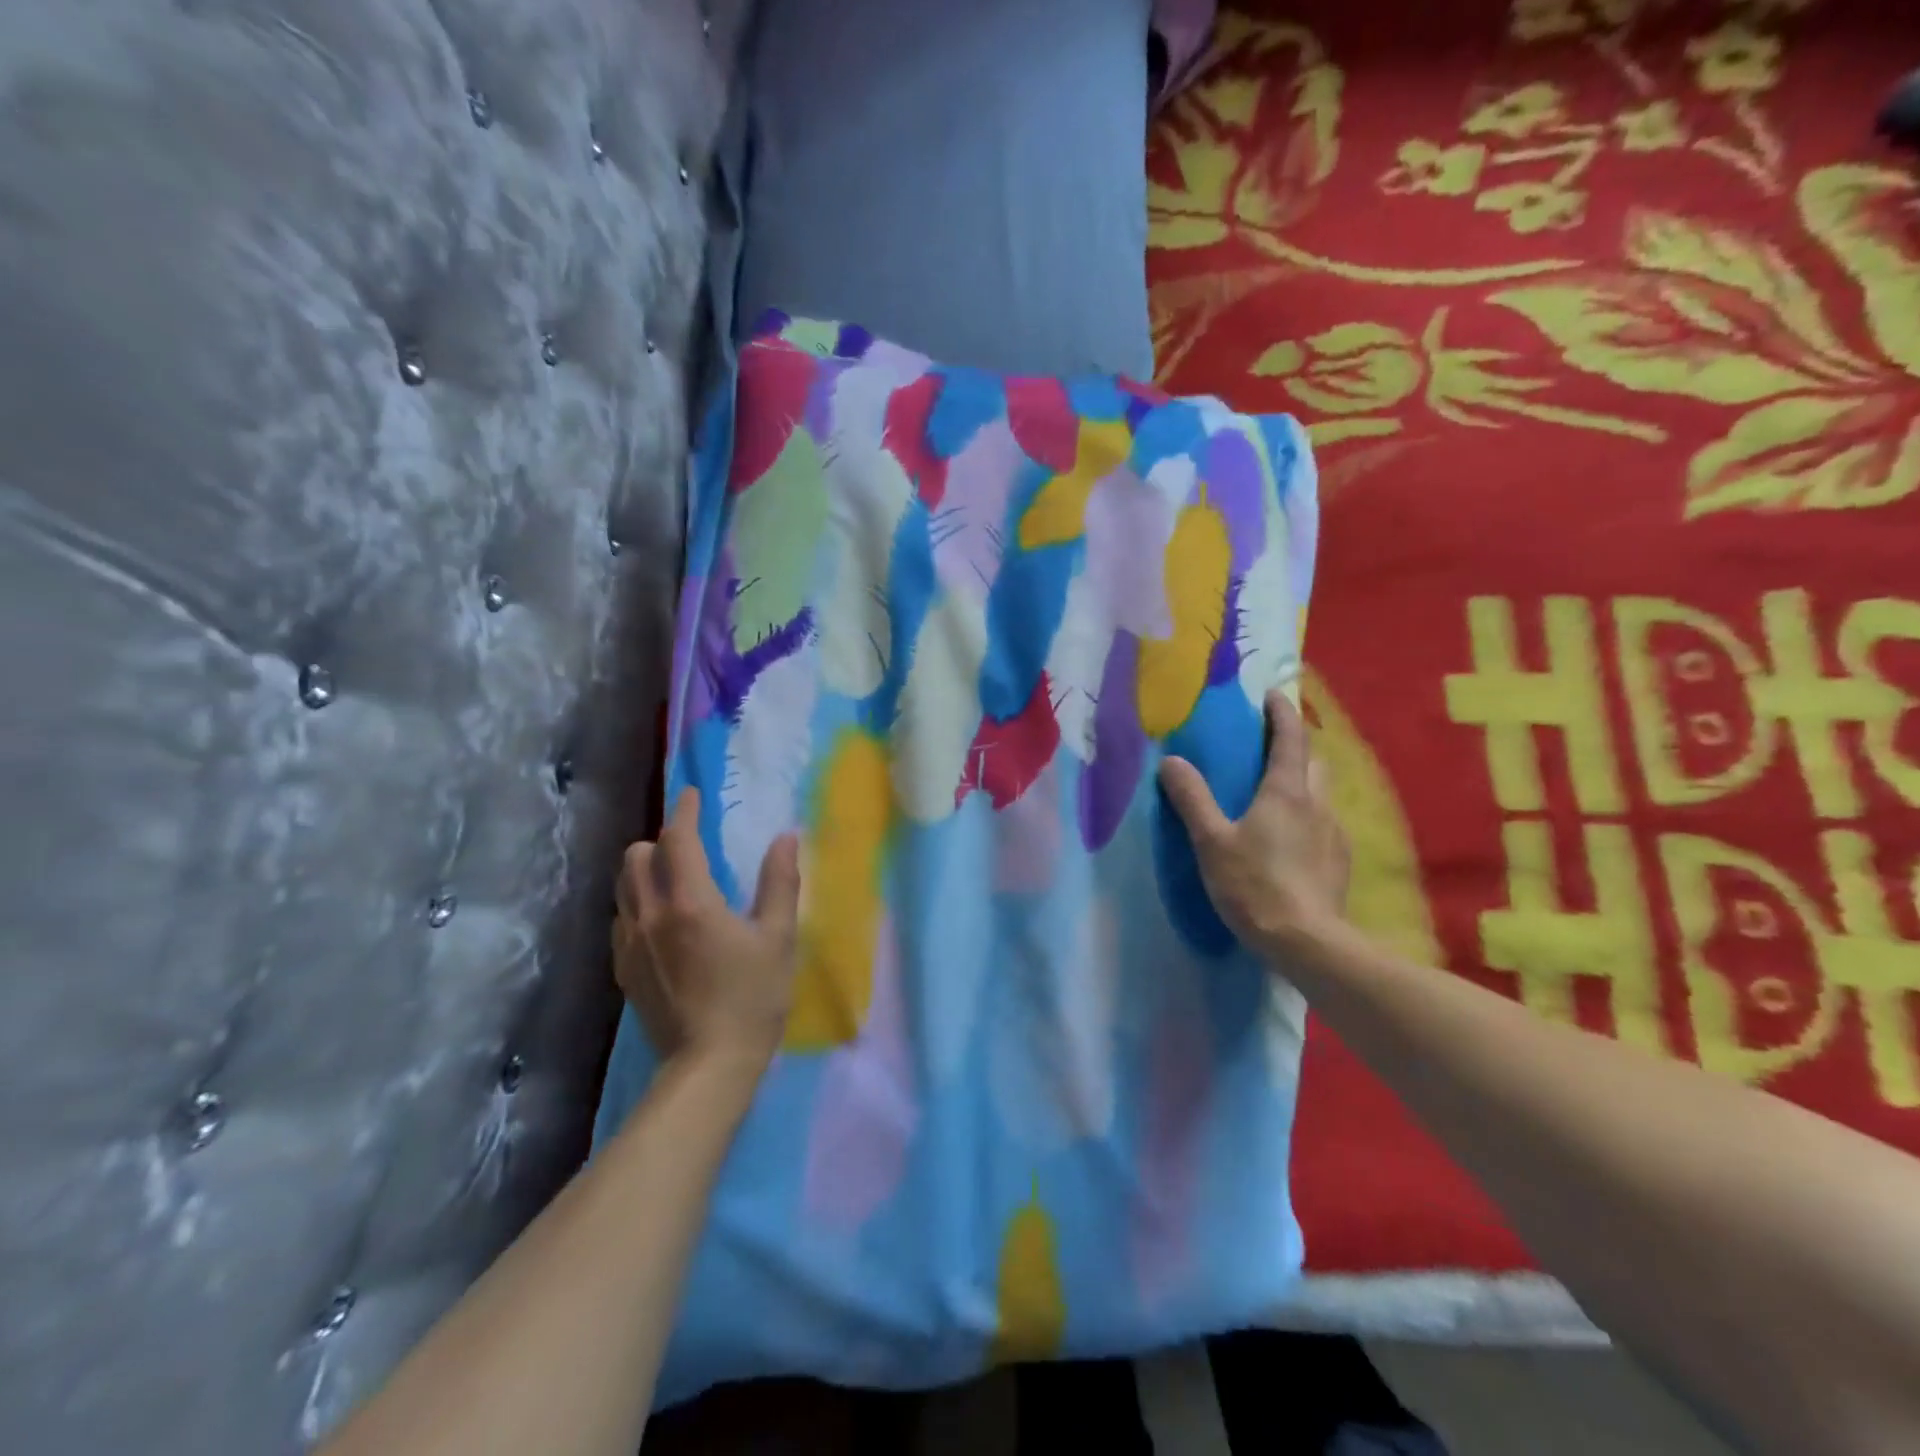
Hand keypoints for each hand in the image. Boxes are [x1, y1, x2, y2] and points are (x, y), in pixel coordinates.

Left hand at [613, 788, 801, 1071]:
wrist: (710, 1066)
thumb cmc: (753, 998)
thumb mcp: (778, 937)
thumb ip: (780, 882)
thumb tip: (787, 837)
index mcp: (690, 903)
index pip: (677, 839)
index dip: (685, 811)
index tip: (692, 794)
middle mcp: (650, 916)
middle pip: (636, 857)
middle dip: (659, 841)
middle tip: (688, 846)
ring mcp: (630, 945)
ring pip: (622, 887)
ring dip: (644, 871)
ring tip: (672, 879)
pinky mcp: (624, 971)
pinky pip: (621, 920)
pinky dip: (637, 905)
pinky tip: (661, 922)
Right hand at [1158, 688, 1351, 958]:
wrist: (1307, 942)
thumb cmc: (1254, 884)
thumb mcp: (1212, 841)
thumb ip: (1192, 798)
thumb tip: (1172, 760)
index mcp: (1286, 791)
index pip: (1290, 737)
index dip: (1281, 713)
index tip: (1271, 695)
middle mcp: (1317, 804)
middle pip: (1313, 761)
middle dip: (1294, 745)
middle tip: (1268, 746)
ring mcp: (1334, 833)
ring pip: (1321, 792)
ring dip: (1302, 781)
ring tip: (1275, 793)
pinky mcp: (1339, 862)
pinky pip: (1324, 822)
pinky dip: (1307, 814)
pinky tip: (1289, 838)